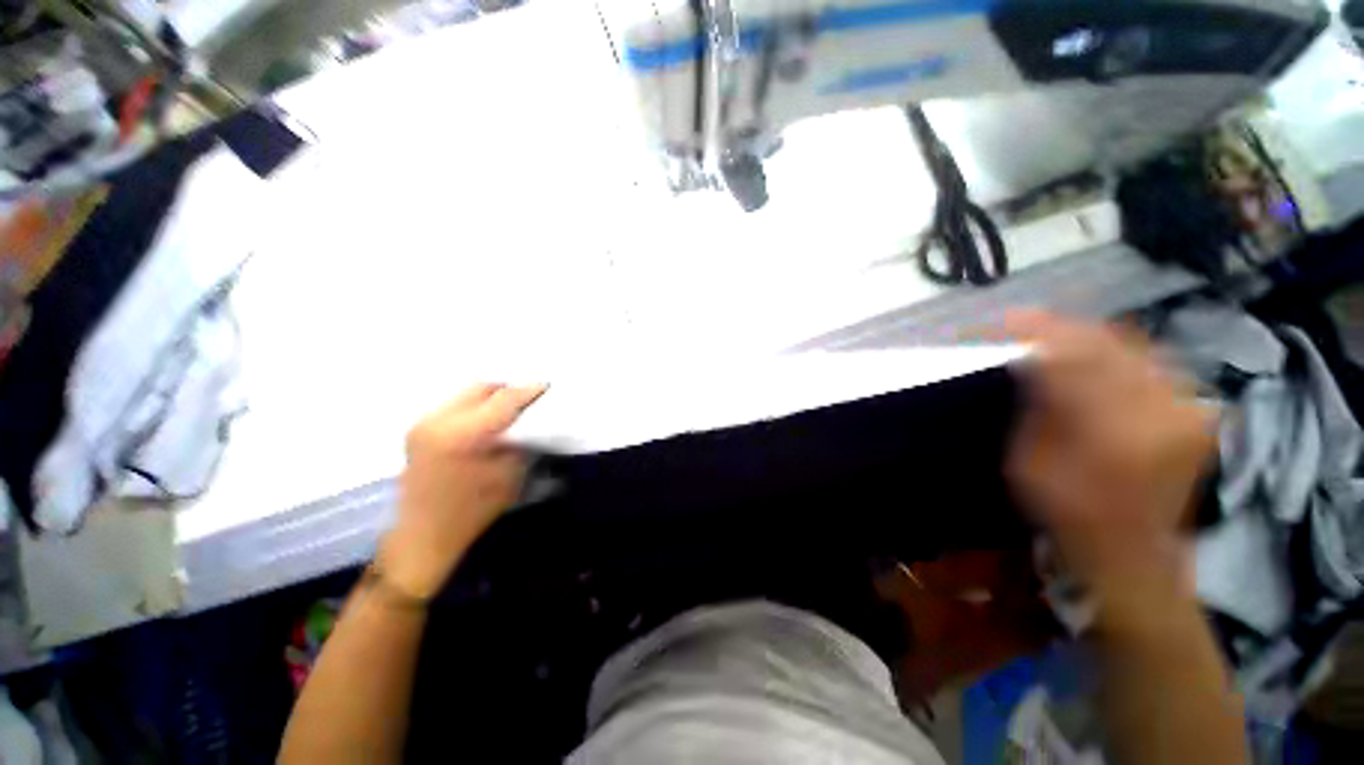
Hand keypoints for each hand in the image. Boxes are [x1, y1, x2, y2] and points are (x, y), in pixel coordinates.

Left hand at [377, 384, 545, 600]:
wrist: (423, 536)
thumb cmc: (473, 510)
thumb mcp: (510, 475)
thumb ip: (522, 441)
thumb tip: (531, 419)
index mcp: (463, 434)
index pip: (503, 399)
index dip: (528, 390)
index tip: (547, 386)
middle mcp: (439, 421)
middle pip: (481, 388)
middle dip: (508, 390)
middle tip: (528, 399)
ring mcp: (424, 423)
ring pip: (466, 394)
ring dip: (490, 397)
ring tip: (509, 409)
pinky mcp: (418, 430)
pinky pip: (454, 405)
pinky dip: (475, 407)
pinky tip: (486, 421)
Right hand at [1004, 312, 1214, 602]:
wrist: (1135, 550)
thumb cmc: (1070, 513)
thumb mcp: (1030, 464)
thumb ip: (1035, 408)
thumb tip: (1030, 360)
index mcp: (1113, 433)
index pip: (1075, 359)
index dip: (1039, 332)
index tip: (1008, 319)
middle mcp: (1162, 411)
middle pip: (1110, 343)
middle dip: (1063, 327)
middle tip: (1026, 323)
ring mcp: (1187, 408)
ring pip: (1134, 345)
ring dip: (1088, 335)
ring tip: (1054, 335)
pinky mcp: (1194, 408)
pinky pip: (1152, 360)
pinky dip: (1116, 350)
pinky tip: (1092, 353)